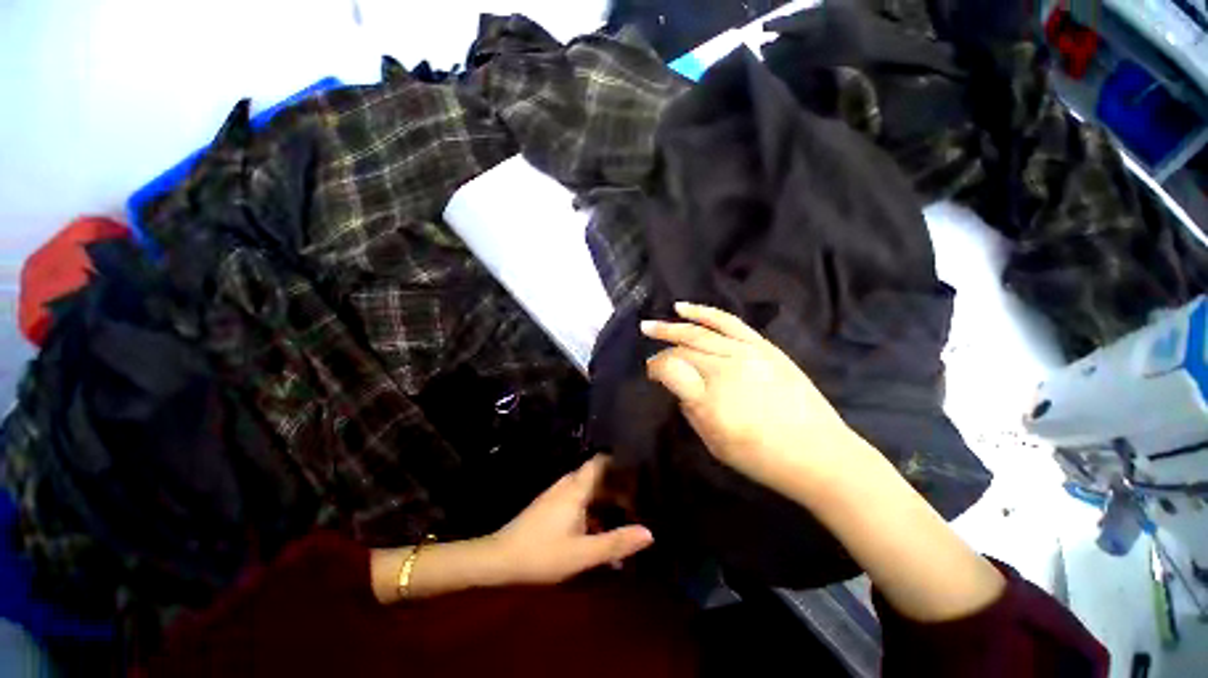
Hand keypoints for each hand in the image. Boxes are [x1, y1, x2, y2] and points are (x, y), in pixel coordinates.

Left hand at [486, 455, 653, 585]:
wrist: (499, 559)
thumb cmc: (542, 553)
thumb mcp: (582, 553)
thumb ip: (615, 542)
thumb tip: (649, 533)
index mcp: (576, 488)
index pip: (600, 462)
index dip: (619, 462)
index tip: (638, 470)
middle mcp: (567, 485)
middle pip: (597, 475)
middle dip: (617, 484)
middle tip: (637, 498)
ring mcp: (556, 494)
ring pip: (587, 488)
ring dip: (605, 497)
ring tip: (623, 511)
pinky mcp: (550, 506)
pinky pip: (577, 498)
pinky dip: (592, 506)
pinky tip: (597, 527)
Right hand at [642, 302, 861, 493]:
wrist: (819, 454)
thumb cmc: (762, 457)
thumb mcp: (714, 443)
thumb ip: (690, 409)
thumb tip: (680, 386)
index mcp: (710, 399)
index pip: (669, 369)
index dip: (655, 368)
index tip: (651, 374)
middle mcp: (726, 369)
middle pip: (683, 349)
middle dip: (662, 350)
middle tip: (648, 350)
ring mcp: (747, 353)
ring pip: (700, 332)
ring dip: (672, 326)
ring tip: (652, 324)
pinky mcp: (763, 346)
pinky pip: (728, 322)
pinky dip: (703, 312)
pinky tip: (683, 308)